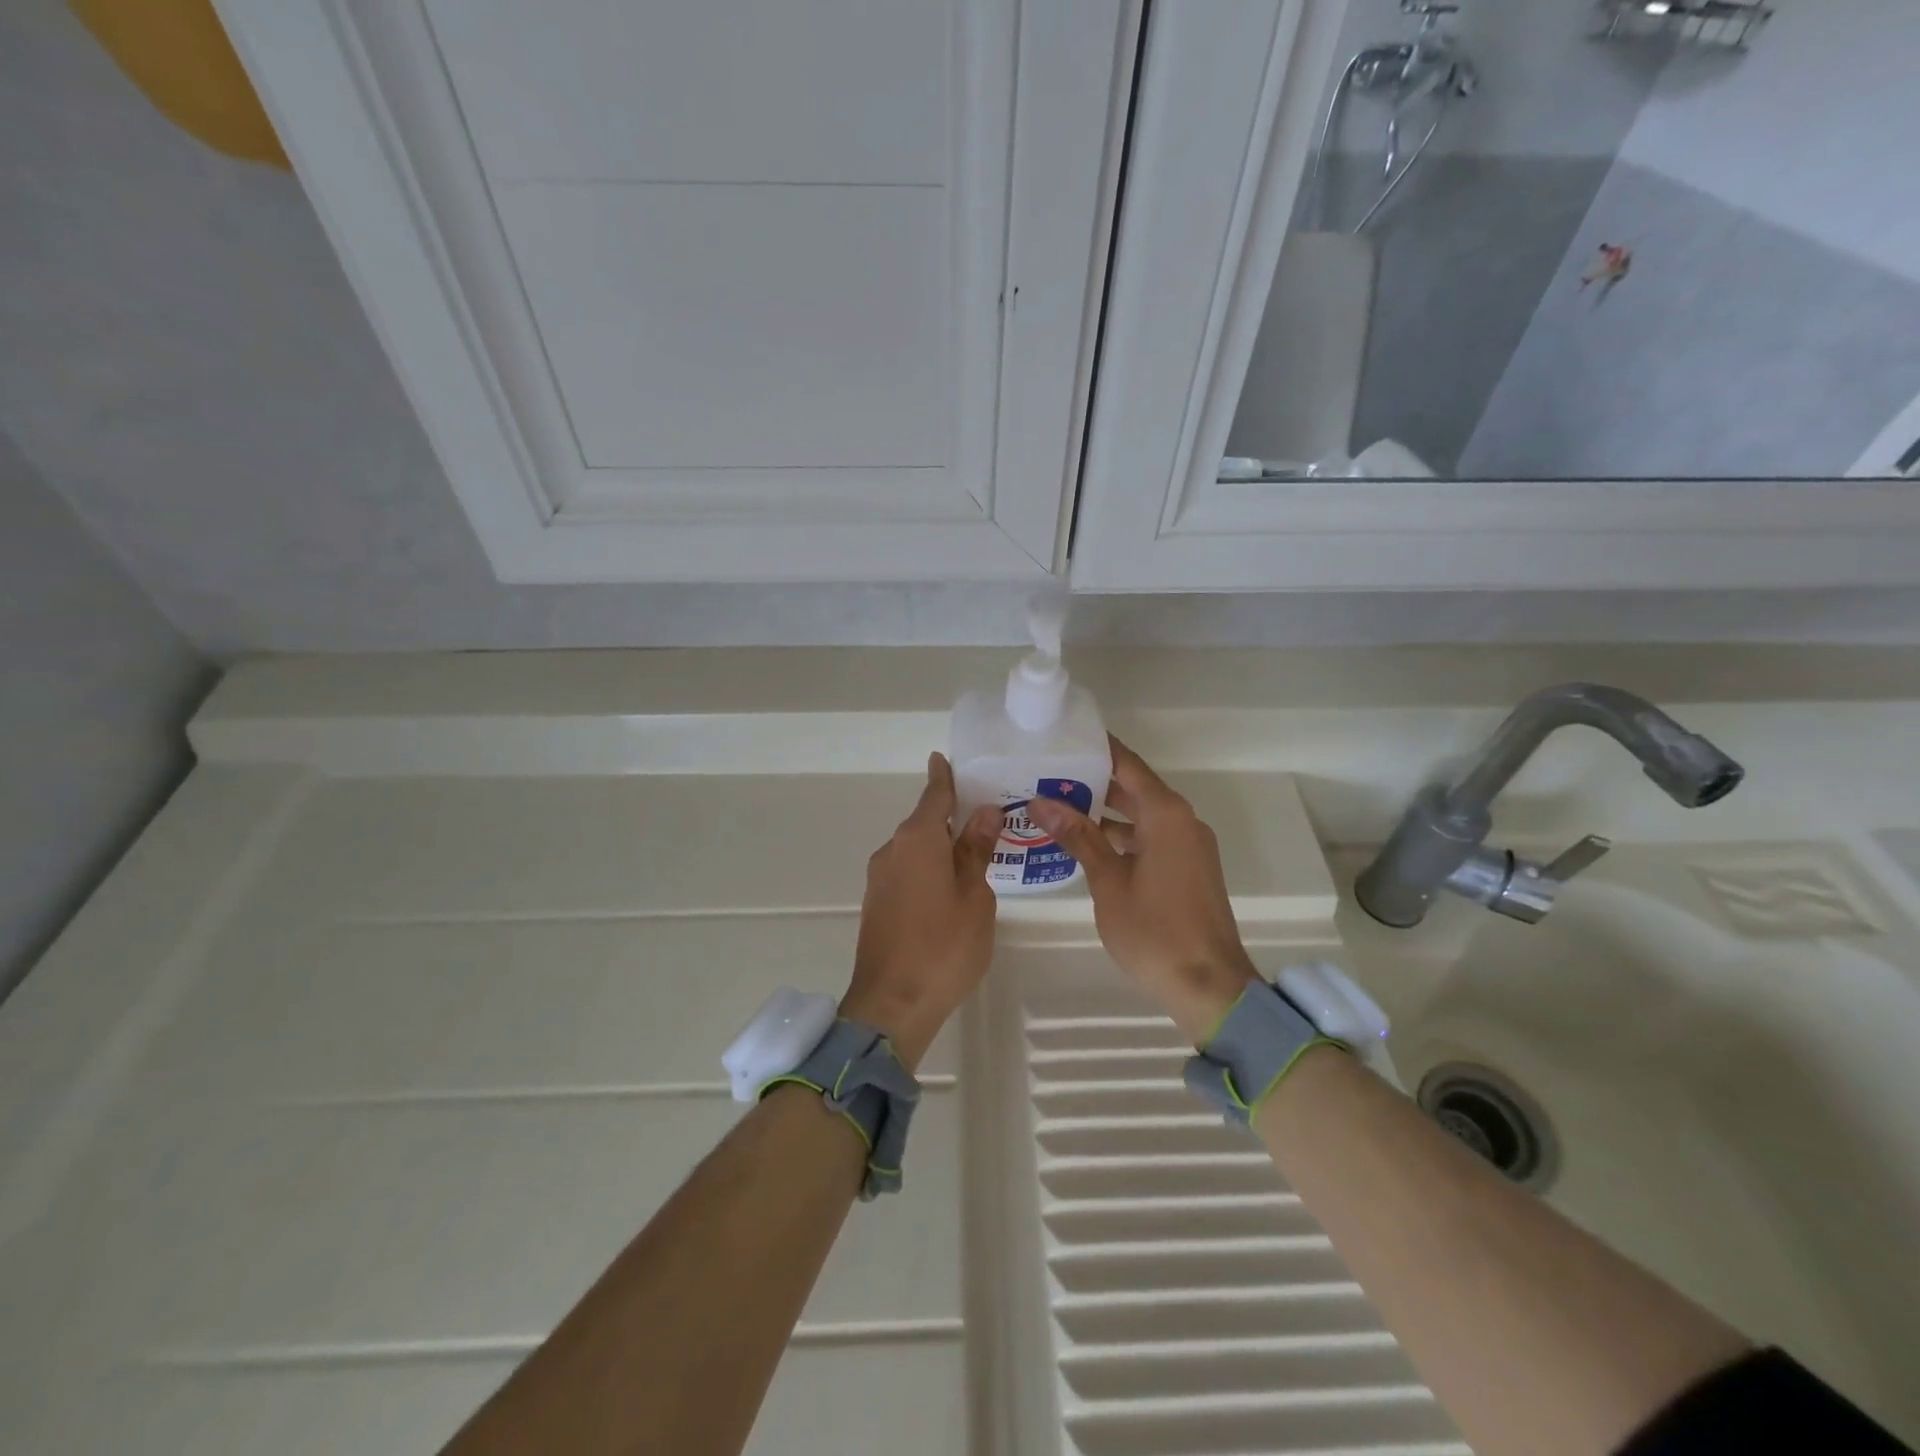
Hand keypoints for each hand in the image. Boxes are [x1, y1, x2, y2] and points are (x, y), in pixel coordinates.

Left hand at [841, 753, 1002, 1069]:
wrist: (892, 1004)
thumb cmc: (944, 946)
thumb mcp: (975, 896)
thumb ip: (977, 851)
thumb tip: (984, 812)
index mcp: (918, 840)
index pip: (933, 796)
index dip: (942, 777)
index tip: (943, 759)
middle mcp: (892, 850)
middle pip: (923, 822)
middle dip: (949, 816)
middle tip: (984, 814)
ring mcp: (880, 878)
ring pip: (915, 849)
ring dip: (939, 846)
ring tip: (973, 852)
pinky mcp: (876, 903)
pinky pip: (906, 871)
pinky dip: (927, 868)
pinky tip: (948, 885)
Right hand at [1028, 737, 1257, 1045]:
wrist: (1210, 986)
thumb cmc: (1155, 931)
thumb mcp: (1108, 882)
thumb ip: (1078, 837)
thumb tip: (1041, 802)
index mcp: (1166, 814)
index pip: (1128, 764)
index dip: (1097, 748)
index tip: (1063, 735)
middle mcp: (1181, 821)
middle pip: (1134, 788)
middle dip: (1093, 781)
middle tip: (1046, 774)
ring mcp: (1188, 845)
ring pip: (1141, 815)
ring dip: (1105, 812)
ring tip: (1056, 806)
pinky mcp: (1187, 868)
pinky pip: (1150, 837)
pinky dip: (1121, 836)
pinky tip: (1086, 844)